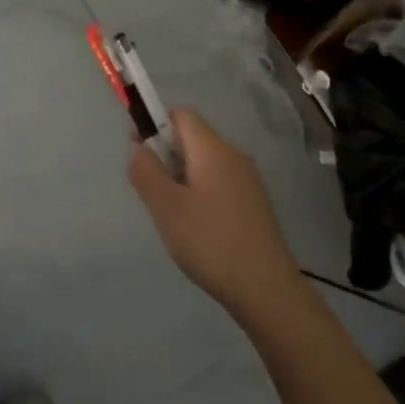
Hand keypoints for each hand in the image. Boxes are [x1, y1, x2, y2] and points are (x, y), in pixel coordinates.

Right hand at [128, 109, 306, 323]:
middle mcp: (233, 155)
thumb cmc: (211, 242)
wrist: (266, 288)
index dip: (154, 125)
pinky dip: (199, 192)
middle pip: (192, 137)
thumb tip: (140, 148)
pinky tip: (195, 226)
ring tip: (171, 213)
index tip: (139, 153)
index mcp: (213, 148)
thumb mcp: (167, 207)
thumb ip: (146, 171)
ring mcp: (247, 179)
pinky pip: (217, 182)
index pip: (180, 115)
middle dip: (166, 154)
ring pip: (204, 162)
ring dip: (181, 177)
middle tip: (151, 191)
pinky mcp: (253, 202)